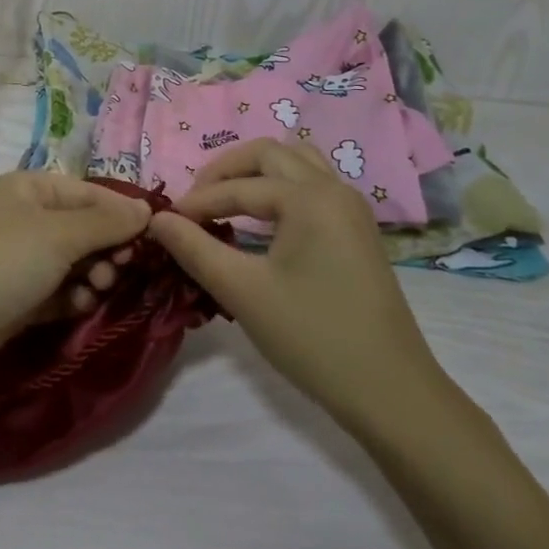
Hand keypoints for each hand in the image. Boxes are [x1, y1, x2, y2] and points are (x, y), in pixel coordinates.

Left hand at [0, 172, 149, 388]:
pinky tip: (80, 306)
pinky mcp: (19, 297)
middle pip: (85, 227)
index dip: (122, 213)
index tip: (153, 239)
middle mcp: (26, 217)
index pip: (91, 192)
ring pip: (77, 262)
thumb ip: (107, 222)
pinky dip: (75, 297)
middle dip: (108, 248)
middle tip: (120, 269)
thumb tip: (148, 209)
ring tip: (98, 289)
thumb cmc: (1, 264)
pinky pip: (61, 290)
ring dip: (94, 275)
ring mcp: (21, 259)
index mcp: (30, 188)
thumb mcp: (59, 235)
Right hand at [149, 139, 447, 428]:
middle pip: (269, 155)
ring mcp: (351, 209)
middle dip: (225, 172)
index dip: (197, 202)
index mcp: (309, 197)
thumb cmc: (313, 338)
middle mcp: (334, 189)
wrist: (391, 392)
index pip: (238, 187)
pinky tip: (261, 222)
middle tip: (194, 203)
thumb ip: (195, 248)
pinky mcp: (357, 231)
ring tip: (225, 202)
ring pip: (296, 164)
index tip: (164, 223)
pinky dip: (280, 189)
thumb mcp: (243, 292)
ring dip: (256, 173)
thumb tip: (157, 220)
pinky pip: (313, 186)